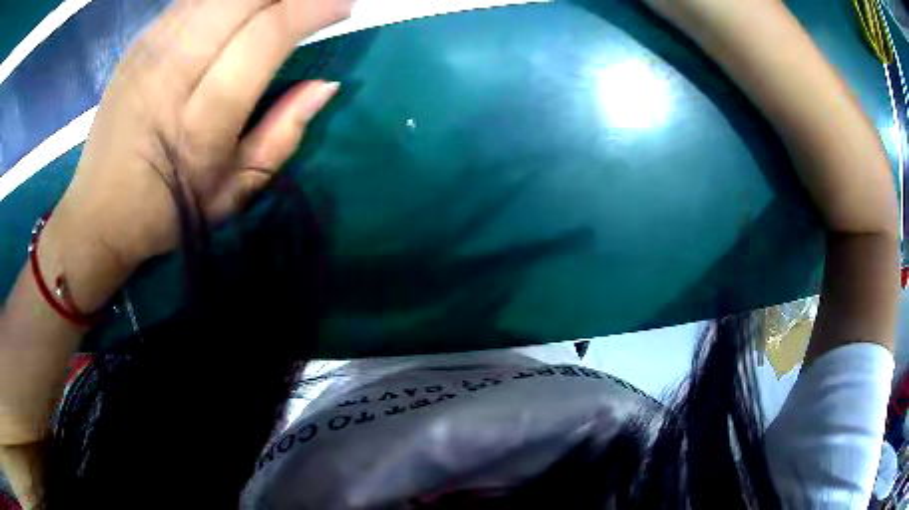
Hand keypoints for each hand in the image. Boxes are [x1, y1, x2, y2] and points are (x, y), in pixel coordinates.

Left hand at [50, 0, 351, 268]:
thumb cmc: (167, 211)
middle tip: (310, 2)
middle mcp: (171, 74)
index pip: (265, 37)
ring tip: (276, 5)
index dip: (311, 9)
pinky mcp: (137, 44)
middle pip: (240, 0)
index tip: (343, 5)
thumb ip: (283, 135)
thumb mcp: (233, 192)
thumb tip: (325, 86)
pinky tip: (236, 10)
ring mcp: (149, 52)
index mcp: (200, 121)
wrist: (97, 213)